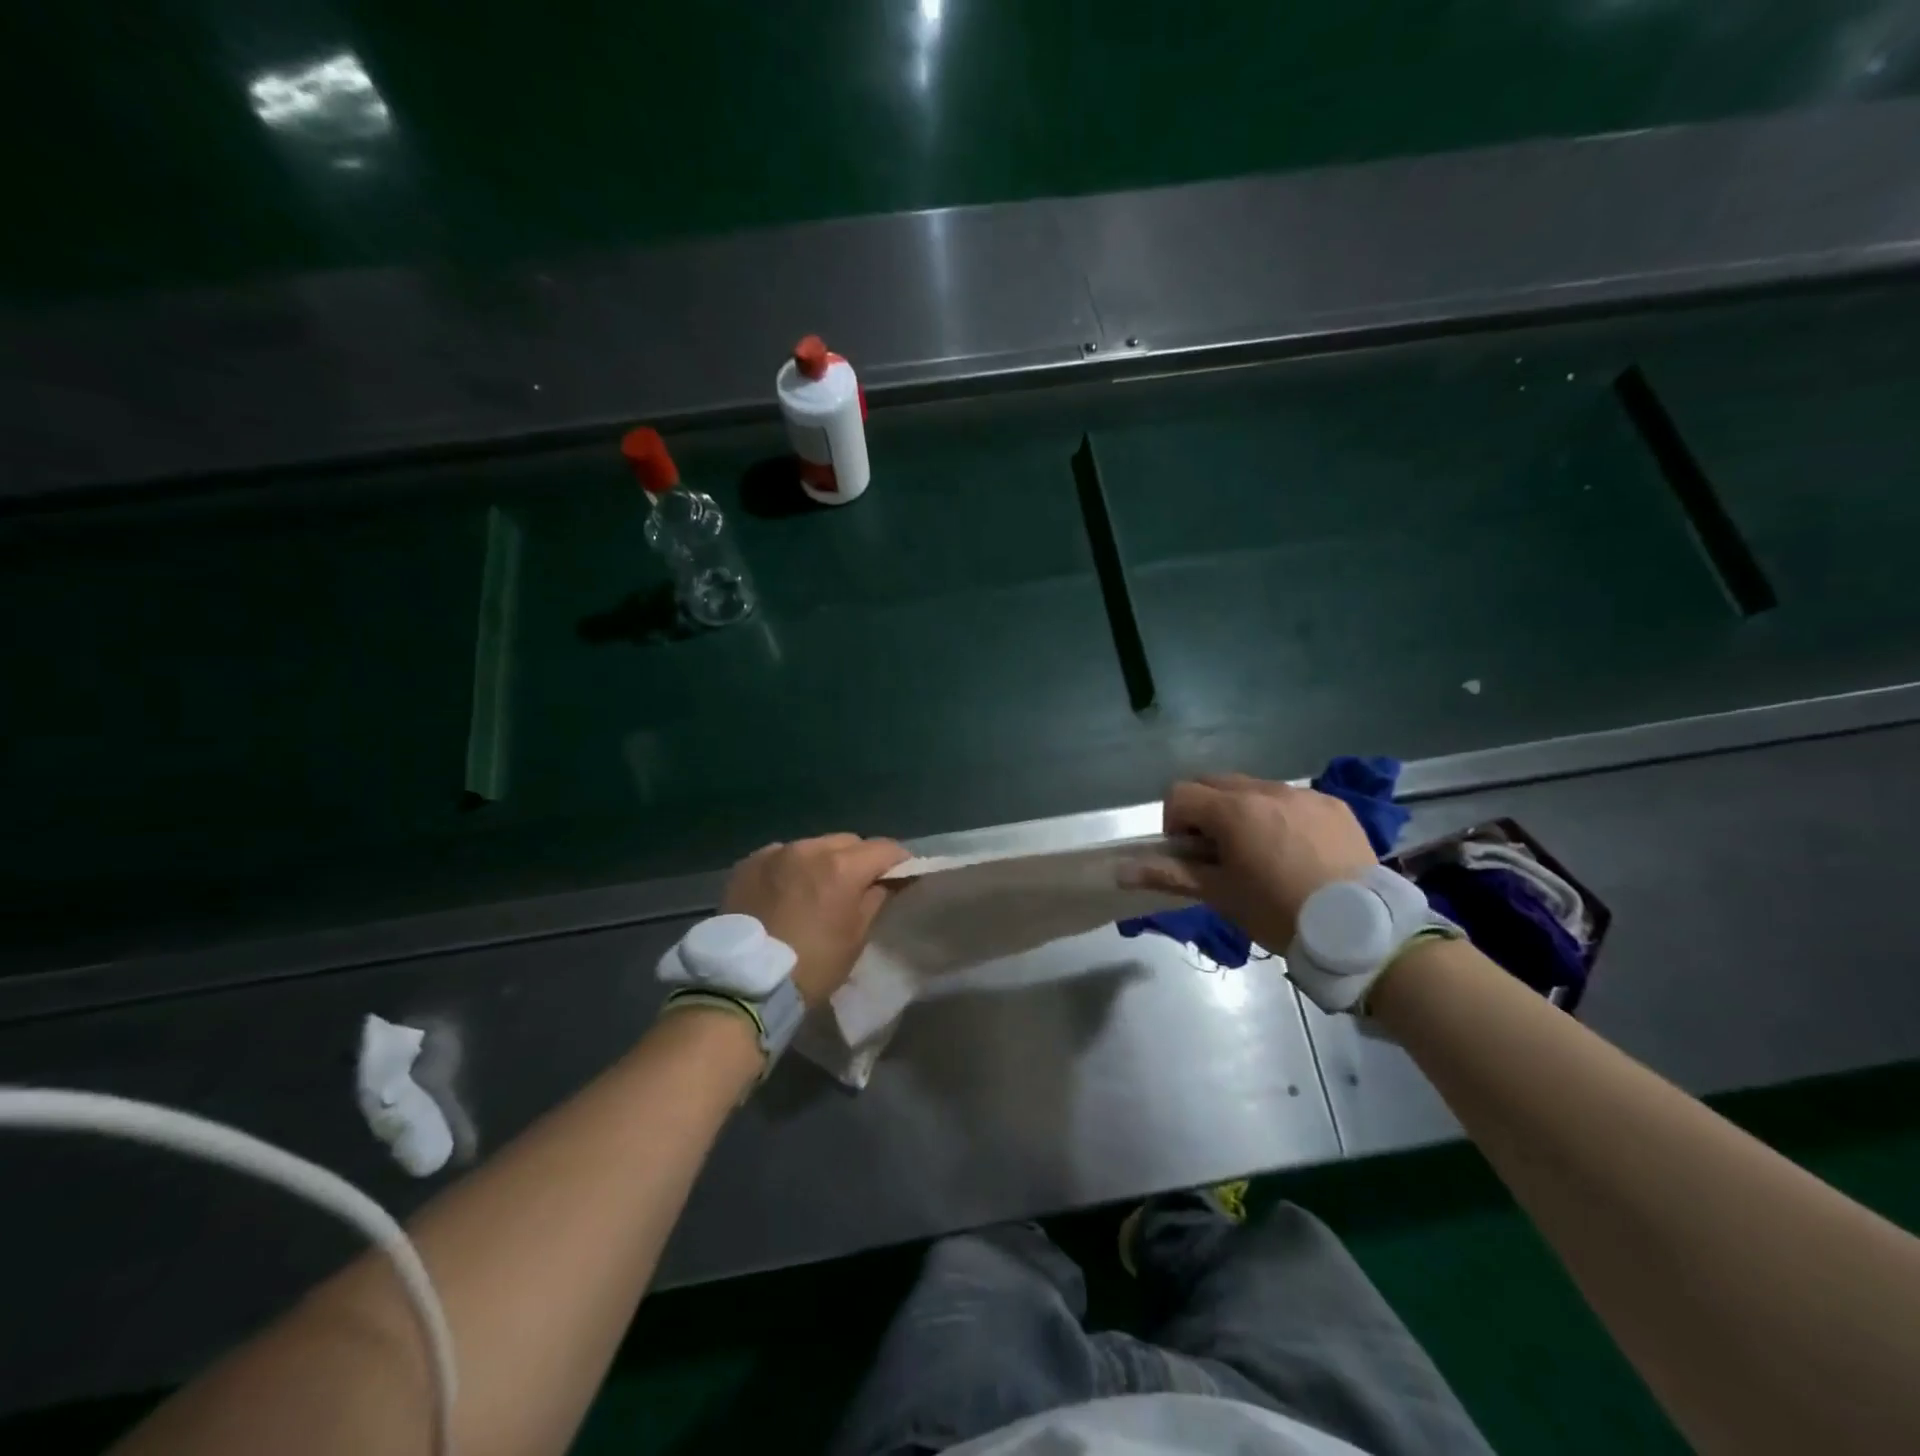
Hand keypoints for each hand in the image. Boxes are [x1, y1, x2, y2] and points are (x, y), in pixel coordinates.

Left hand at [721, 834, 910, 1006]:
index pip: (885, 848)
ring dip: (824, 861)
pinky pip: (782, 855)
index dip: (899, 861)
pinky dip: (792, 867)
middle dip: (860, 859)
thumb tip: (885, 882)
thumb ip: (875, 899)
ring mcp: (775, 852)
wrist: (741, 985)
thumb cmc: (811, 966)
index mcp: (842, 866)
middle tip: (860, 884)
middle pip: (849, 842)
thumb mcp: (855, 938)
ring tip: (819, 888)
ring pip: (814, 846)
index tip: (902, 876)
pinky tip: (787, 890)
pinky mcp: (749, 863)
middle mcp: (809, 848)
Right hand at [1124, 774, 1376, 950]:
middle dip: (1206, 811)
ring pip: (1255, 789)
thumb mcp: (1220, 895)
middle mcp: (1266, 790)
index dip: (1174, 822)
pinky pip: (1292, 799)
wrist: (1359, 929)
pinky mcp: (1333, 805)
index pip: (1180, 793)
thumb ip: (1168, 875)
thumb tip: (1119, 871)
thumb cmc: (1278, 912)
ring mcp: (1304, 794)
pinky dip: (1281, 816)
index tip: (1189, 853)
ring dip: (1243, 811)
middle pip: (1216, 783)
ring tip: (1261, 853)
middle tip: (1218, 852)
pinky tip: (1298, 852)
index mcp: (1233, 810)